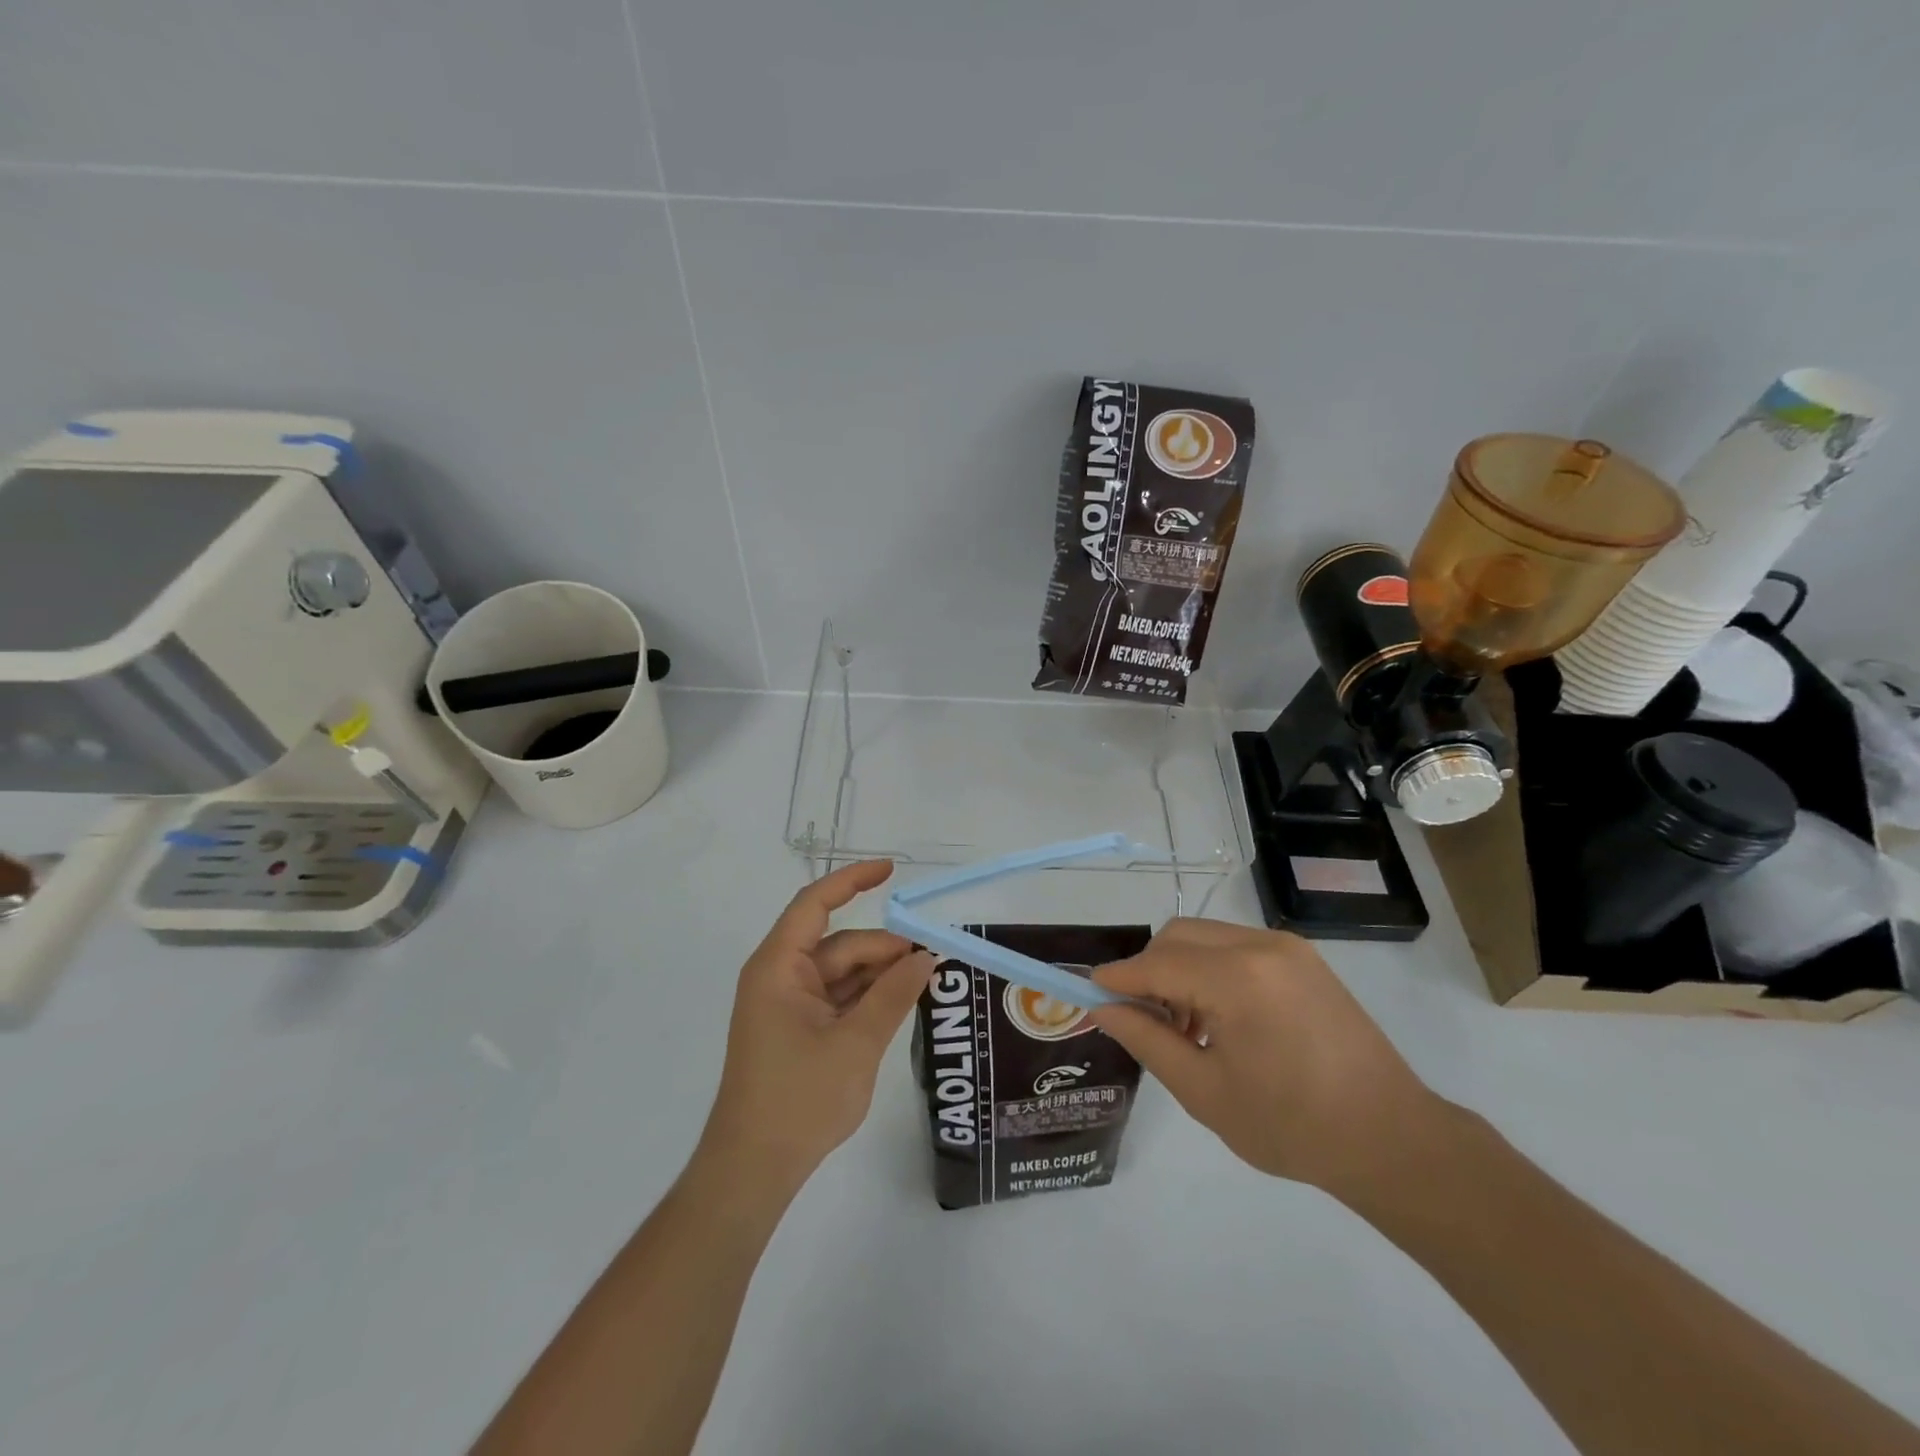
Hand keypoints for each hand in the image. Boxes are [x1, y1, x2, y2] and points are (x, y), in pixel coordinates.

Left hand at [700, 861, 933, 1190]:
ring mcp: (787, 1005)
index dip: (853, 880)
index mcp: (779, 967)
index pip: (815, 903)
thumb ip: (894, 995)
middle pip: (838, 944)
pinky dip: (867, 998)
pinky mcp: (796, 1030)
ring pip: (841, 973)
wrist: (753, 1169)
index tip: (892, 870)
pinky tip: (899, 1004)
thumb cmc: (798, 1099)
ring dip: (879, 975)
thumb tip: (926, 958)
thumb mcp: (856, 1043)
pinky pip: (837, 998)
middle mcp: (779, 977)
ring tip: (924, 983)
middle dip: (884, 949)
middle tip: (932, 960)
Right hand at [1089, 918, 1441, 1197]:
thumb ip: (1147, 1040)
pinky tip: (1221, 1017)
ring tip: (1187, 1027)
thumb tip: (1103, 1008)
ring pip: (1206, 937)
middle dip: (1149, 970)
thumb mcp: (1204, 1091)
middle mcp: (1260, 945)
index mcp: (1237, 977)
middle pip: (1178, 937)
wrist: (1392, 1139)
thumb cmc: (1292, 1126)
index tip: (1089, 993)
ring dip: (1180, 968)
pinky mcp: (1304, 958)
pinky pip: (1236, 946)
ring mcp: (1287, 947)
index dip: (1118, 978)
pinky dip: (1212, 969)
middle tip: (1144, 1020)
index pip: (1155, 964)